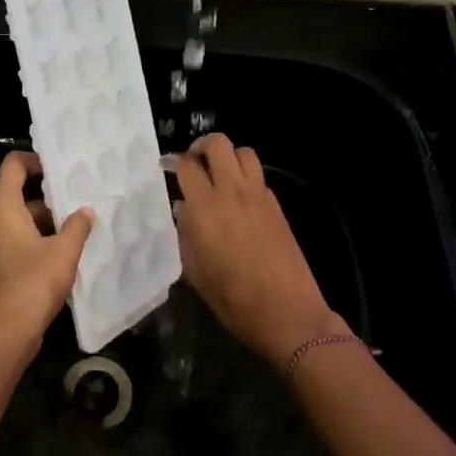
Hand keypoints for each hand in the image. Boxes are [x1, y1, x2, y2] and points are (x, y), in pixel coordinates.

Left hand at [0, 151, 94, 359]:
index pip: (12, 166)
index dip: (34, 161)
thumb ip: (77, 226)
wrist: (3, 333)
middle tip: (73, 209)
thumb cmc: (33, 282)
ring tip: (68, 237)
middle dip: (44, 202)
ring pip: (10, 224)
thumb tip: (85, 211)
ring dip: (37, 227)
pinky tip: (50, 261)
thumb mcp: (64, 251)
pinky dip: (25, 245)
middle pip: (13, 198)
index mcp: (0, 208)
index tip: (56, 169)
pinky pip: (4, 245)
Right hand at [175, 134, 342, 369]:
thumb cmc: (233, 298)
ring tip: (220, 175)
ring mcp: (258, 196)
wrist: (287, 311)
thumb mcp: (195, 271)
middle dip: (202, 147)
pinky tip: (240, 200)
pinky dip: (246, 177)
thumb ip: (185, 234)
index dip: (174, 162)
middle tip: (195, 163)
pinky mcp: (277, 206)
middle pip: (218, 144)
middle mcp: (232, 192)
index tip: (167, 169)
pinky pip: (259, 176)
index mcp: (205, 208)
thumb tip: (183, 210)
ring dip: (228, 157)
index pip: (187, 166)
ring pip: (244, 152)